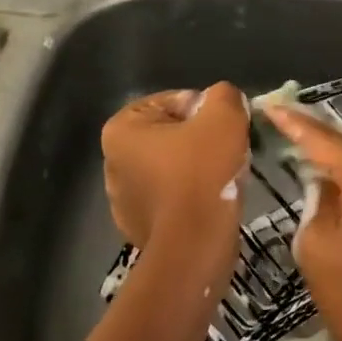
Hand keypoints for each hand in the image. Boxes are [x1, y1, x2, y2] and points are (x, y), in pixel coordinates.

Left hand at [102, 83, 247, 268]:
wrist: (194, 245)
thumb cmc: (203, 173)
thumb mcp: (224, 116)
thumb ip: (224, 95)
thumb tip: (223, 100)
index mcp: (121, 129)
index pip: (174, 101)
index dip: (206, 110)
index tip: (224, 129)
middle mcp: (112, 161)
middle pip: (172, 134)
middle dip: (201, 139)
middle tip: (229, 152)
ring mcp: (122, 198)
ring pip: (173, 166)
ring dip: (197, 168)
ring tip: (222, 179)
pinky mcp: (138, 226)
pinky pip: (171, 197)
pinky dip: (190, 195)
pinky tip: (209, 203)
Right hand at [264, 105, 341, 340]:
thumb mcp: (316, 243)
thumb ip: (317, 197)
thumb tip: (324, 178)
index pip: (324, 138)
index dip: (294, 122)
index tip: (270, 105)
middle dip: (318, 134)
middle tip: (285, 122)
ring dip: (339, 152)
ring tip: (305, 146)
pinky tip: (336, 172)